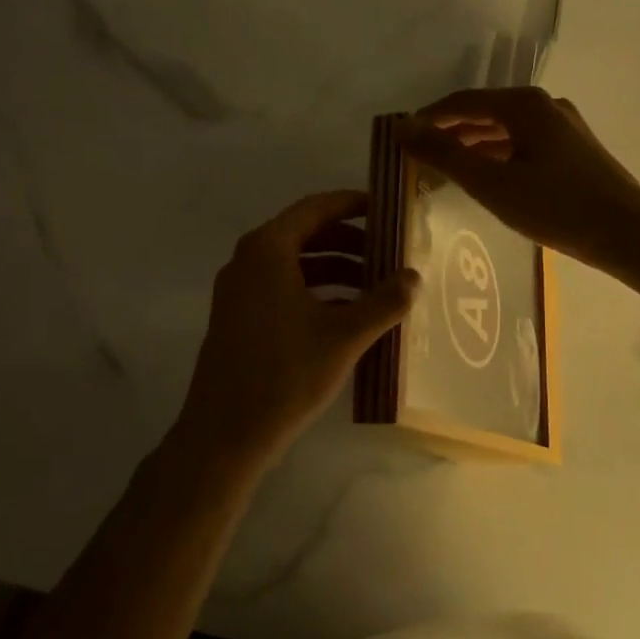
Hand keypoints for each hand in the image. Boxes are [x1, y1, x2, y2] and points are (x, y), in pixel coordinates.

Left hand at [172, 191, 418, 466]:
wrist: (225, 434)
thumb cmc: (285, 374)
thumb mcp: (344, 336)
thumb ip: (384, 301)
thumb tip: (414, 276)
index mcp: (268, 250)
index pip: (316, 207)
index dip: (354, 204)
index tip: (387, 210)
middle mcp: (248, 260)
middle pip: (307, 234)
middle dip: (351, 241)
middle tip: (391, 252)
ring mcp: (239, 290)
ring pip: (296, 264)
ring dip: (337, 269)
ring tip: (377, 286)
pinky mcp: (238, 317)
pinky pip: (283, 288)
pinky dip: (317, 291)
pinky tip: (349, 315)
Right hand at [397, 87, 639, 267]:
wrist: (628, 233)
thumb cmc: (555, 207)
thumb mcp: (491, 183)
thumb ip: (445, 155)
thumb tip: (403, 129)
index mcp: (524, 105)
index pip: (463, 101)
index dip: (429, 117)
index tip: (402, 135)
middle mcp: (545, 106)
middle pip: (485, 112)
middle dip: (451, 130)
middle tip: (419, 153)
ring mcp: (563, 127)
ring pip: (506, 129)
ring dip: (474, 143)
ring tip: (446, 165)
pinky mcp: (574, 149)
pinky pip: (524, 143)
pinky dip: (498, 154)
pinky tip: (487, 175)